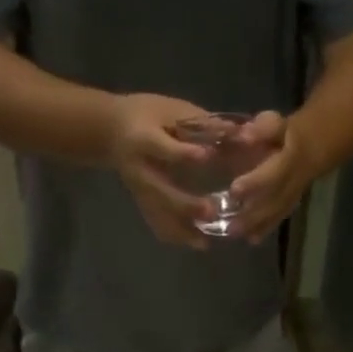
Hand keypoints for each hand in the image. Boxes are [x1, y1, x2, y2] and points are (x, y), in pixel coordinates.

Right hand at [107, 93, 214, 249]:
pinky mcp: (142, 203)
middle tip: (211, 211)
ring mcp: (139, 191)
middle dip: (185, 204)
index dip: (184, 153)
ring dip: (181, 231)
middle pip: (160, 192)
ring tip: (205, 242)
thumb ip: (202, 123)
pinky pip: (157, 224)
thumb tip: (241, 134)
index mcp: (143, 139)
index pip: (163, 148)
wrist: (111, 131)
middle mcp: (139, 170)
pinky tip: (196, 242)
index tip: (207, 156)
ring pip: (158, 216)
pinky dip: (176, 236)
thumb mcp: (170, 109)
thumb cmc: (147, 113)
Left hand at [227, 111, 317, 244]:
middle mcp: (293, 182)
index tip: (234, 190)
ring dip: (257, 226)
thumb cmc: (286, 133)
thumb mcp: (276, 123)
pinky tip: (252, 239)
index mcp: (290, 159)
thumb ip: (261, 129)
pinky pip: (278, 218)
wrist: (315, 146)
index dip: (254, 183)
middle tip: (231, 227)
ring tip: (237, 235)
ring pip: (276, 213)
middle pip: (273, 201)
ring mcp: (292, 196)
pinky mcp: (289, 205)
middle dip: (252, 214)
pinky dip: (265, 229)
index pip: (273, 173)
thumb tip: (242, 135)